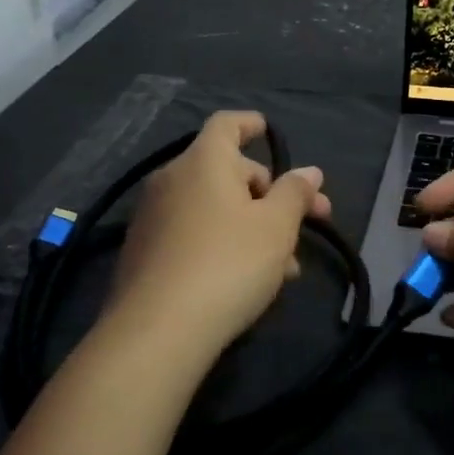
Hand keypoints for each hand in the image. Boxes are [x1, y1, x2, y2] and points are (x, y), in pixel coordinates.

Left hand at [105, 111, 331, 361]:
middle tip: (306, 221)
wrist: (157, 331)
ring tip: (287, 266)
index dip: (250, 123)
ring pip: (214, 208)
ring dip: (252, 225)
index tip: (267, 130)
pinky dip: (223, 242)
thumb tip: (309, 172)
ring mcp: (152, 217)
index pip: (226, 124)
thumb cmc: (228, 263)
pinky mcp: (144, 252)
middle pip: (226, 170)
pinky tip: (248, 279)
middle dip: (269, 192)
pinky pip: (193, 233)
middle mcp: (172, 179)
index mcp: (203, 161)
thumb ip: (295, 194)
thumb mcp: (276, 227)